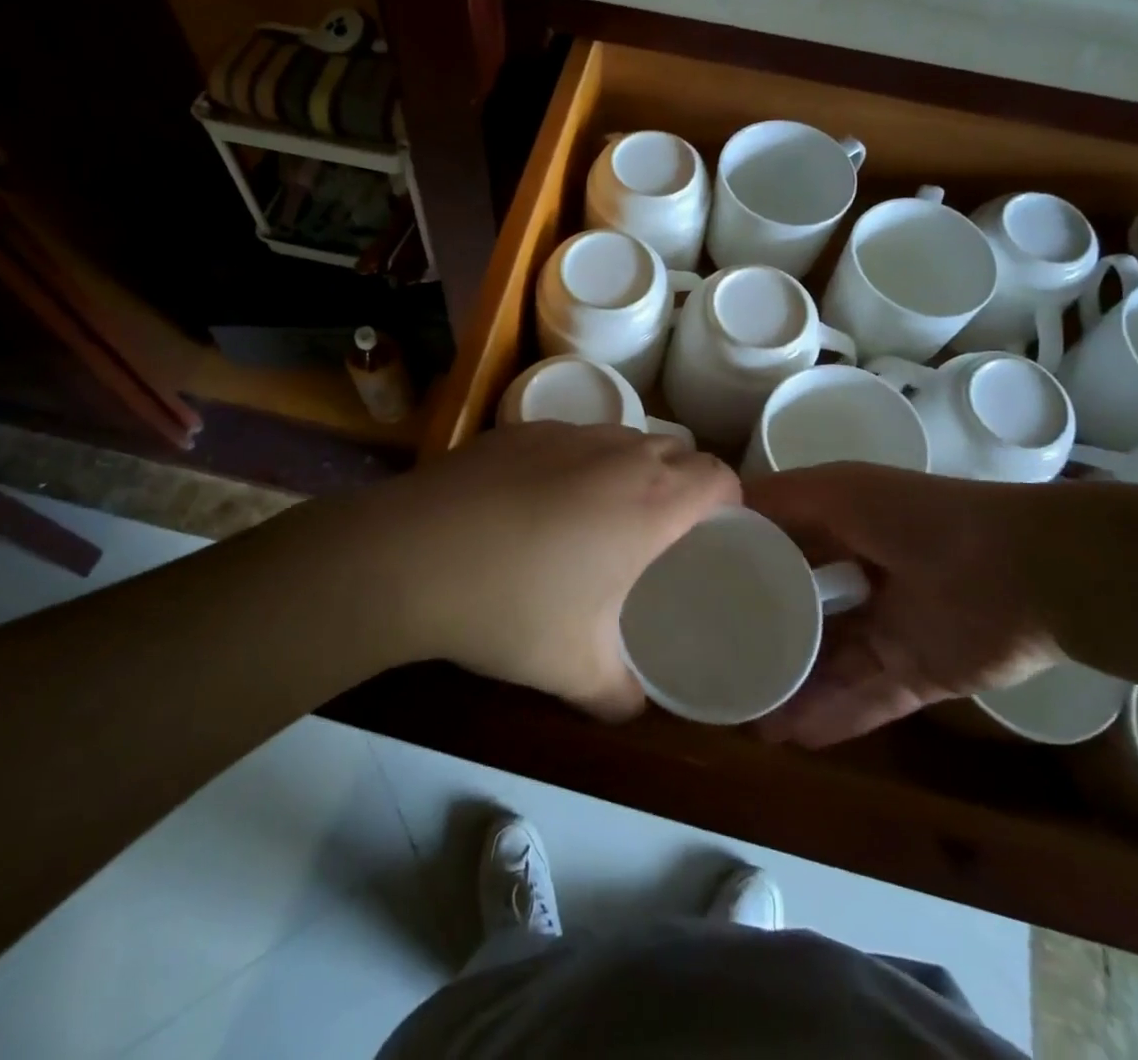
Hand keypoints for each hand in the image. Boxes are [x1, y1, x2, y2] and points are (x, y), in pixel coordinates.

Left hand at [294, 423, 737, 719]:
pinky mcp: (518, 429)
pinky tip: (540, 501)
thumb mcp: (576, 671)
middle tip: (662, 533)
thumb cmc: (510, 609)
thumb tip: (633, 707)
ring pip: (623, 438)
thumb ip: (620, 695)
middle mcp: (616, 454)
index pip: (719, 476)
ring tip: (602, 515)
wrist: (409, 556)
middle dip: (683, 483)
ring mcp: (564, 433)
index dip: (728, 502)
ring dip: (631, 468)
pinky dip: (579, 460)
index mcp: (650, 502)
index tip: (713, 534)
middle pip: (677, 448)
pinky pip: (573, 437)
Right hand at [744, 464, 1059, 746]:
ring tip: (743, 714)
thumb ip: (780, 499)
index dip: (742, 566)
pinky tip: (788, 736)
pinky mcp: (917, 675)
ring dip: (790, 688)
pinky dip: (830, 718)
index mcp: (844, 528)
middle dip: (763, 635)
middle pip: (802, 612)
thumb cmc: (919, 518)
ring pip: (828, 664)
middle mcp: (862, 578)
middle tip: (714, 661)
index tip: (694, 587)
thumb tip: (719, 509)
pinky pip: (865, 701)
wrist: (1023, 571)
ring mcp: (890, 630)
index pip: (782, 549)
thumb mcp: (838, 491)